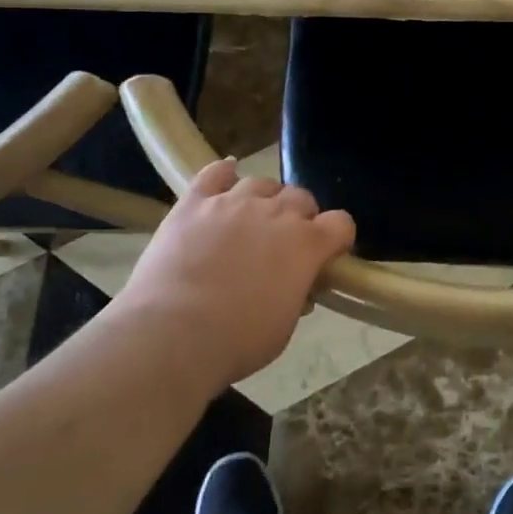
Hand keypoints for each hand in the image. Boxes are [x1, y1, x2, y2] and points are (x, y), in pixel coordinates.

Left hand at [115, 159, 355, 392]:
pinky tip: (224, 180)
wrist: (171, 335)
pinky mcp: (195, 202)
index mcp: (307, 244)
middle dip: (300, 217)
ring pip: (261, 182)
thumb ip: (298, 294)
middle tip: (283, 243)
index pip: (341, 223)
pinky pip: (215, 173)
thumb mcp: (284, 327)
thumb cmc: (236, 341)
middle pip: (302, 197)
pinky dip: (223, 174)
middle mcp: (277, 213)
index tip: (327, 254)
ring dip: (263, 199)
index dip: (337, 237)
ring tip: (249, 220)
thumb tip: (298, 285)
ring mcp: (234, 202)